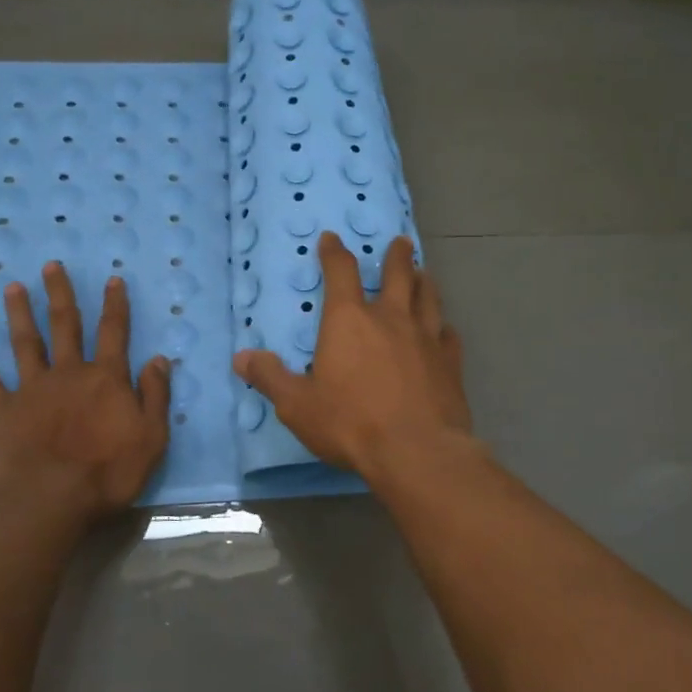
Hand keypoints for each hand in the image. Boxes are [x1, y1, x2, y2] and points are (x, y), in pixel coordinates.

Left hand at [0, 263, 170, 523]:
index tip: (112, 279)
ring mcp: (32, 389)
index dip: (115, 305)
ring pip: (26, 343)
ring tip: (12, 287)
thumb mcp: (151, 437)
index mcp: (106, 379)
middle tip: (51, 265)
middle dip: (60, 294)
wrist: (50, 500)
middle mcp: (68, 373)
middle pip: (65, 325)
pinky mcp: (3, 410)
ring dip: (19, 313)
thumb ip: (155, 396)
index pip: (114, 333)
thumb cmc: (108, 473)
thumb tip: (158, 359)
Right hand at [233, 232, 470, 477]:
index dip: (334, 252)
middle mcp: (390, 319)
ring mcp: (426, 338)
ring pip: (428, 297)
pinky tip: (444, 329)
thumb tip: (241, 358)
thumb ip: (271, 378)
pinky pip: (448, 334)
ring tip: (423, 273)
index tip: (331, 238)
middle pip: (397, 274)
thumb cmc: (351, 424)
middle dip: (396, 256)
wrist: (417, 452)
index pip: (341, 272)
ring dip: (424, 281)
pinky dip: (444, 326)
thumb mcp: (297, 405)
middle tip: (400, 242)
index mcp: (349, 321)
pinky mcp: (450, 362)